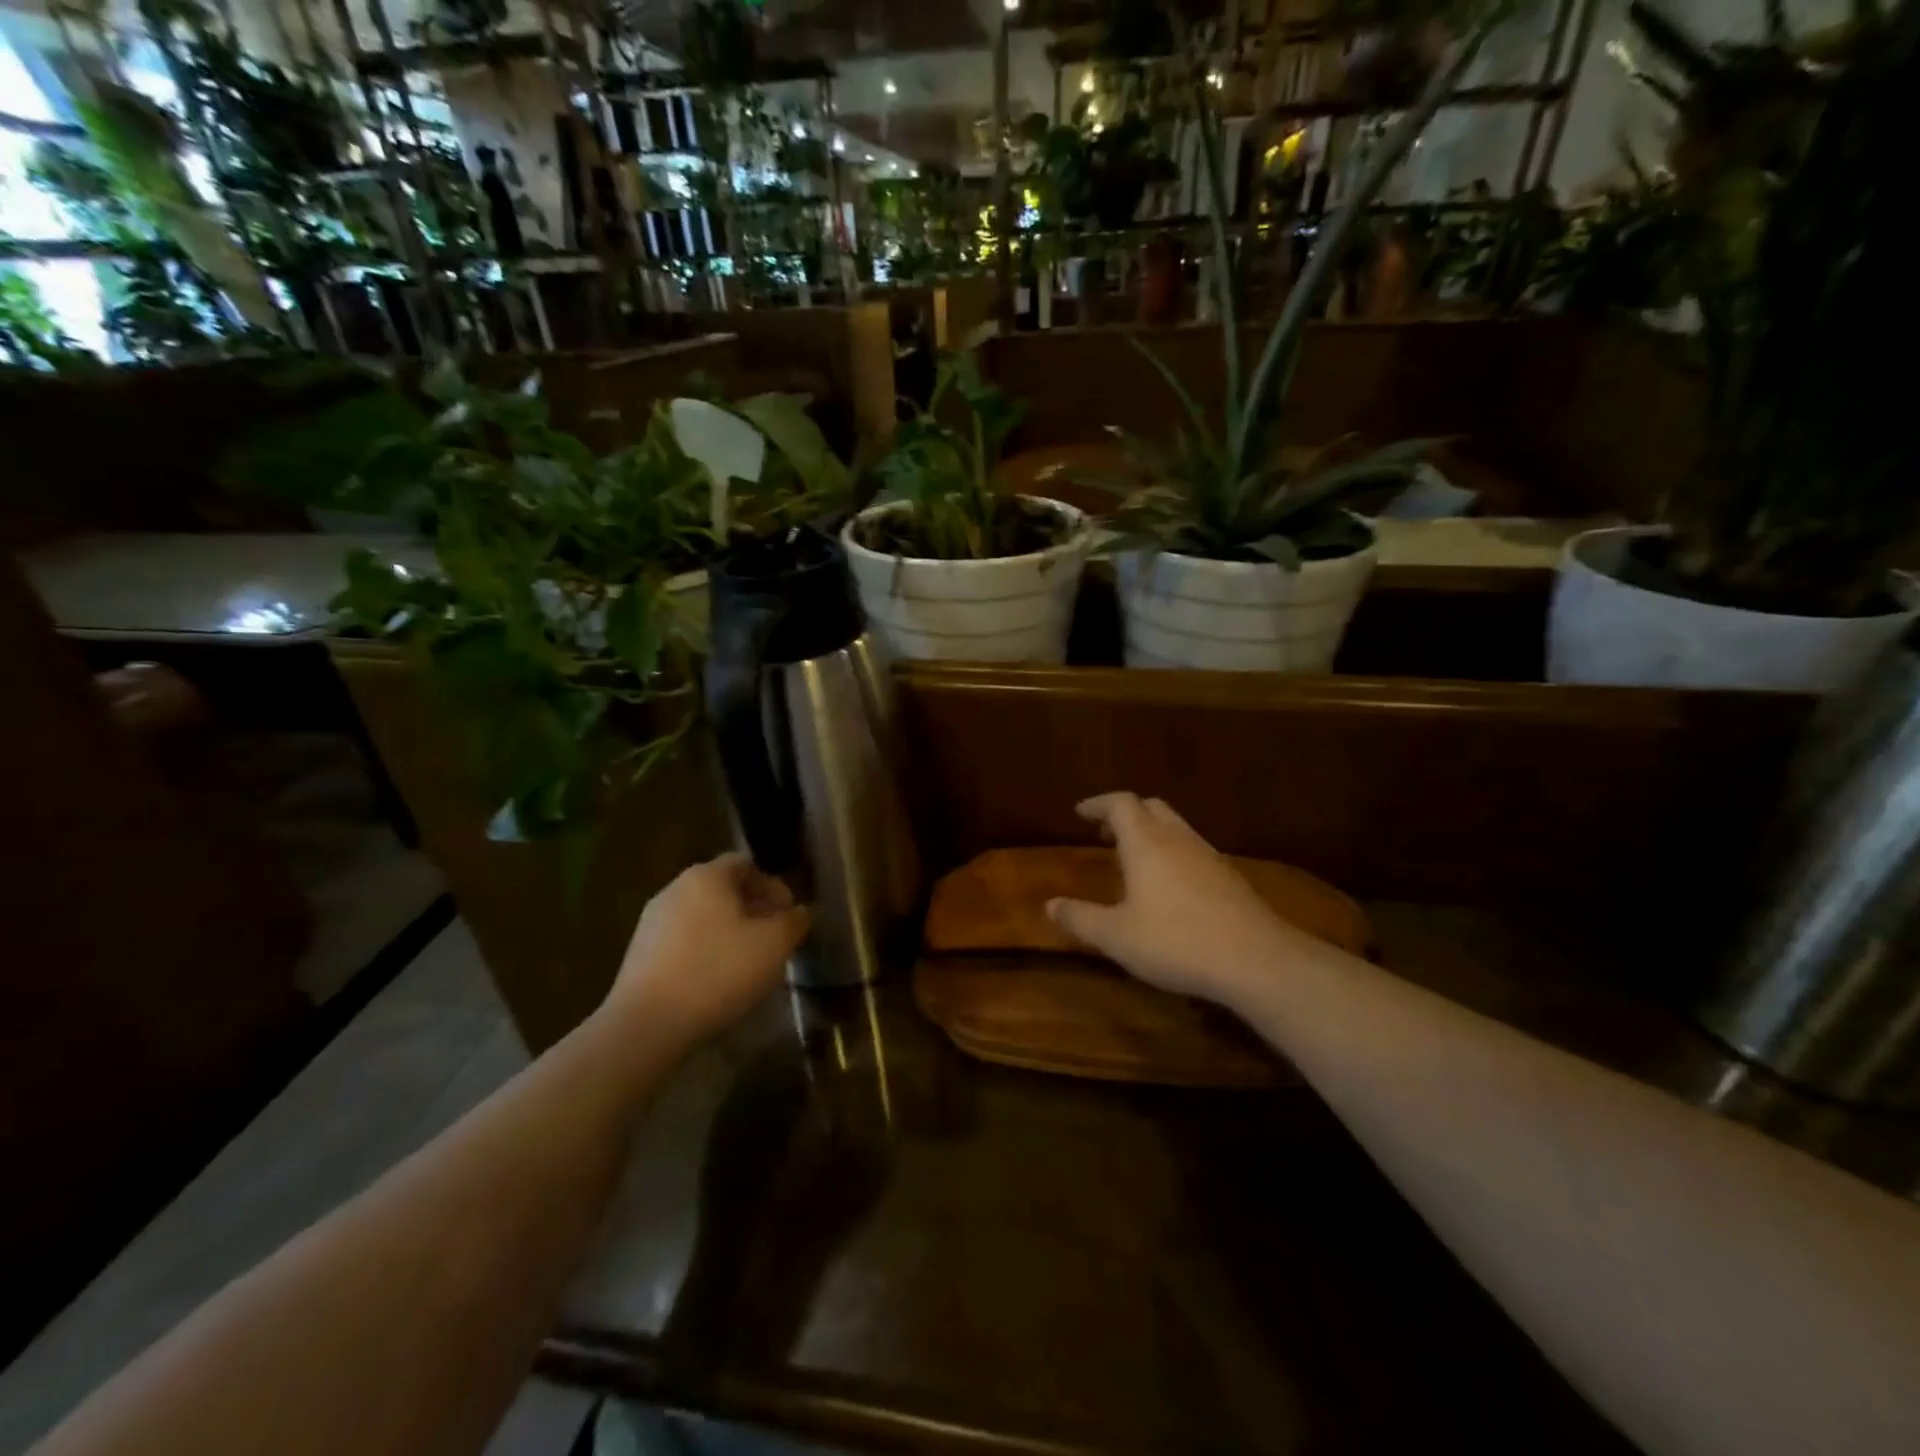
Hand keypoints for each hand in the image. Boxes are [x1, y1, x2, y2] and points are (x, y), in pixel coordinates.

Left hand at [603, 852, 809, 1044]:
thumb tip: (801, 912)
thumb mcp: (774, 944)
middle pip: (723, 889)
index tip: (789, 914)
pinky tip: (717, 980)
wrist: (648, 1024)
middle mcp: (675, 889)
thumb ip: (794, 921)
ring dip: (729, 931)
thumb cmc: (719, 971)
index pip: (745, 864)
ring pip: (703, 916)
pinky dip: (705, 951)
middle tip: (774, 938)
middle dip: (752, 909)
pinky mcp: (639, 954)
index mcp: (707, 876)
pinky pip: (683, 941)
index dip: (773, 885)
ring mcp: (652, 922)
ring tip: (748, 962)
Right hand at [1045, 792, 1308, 1012]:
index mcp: (1146, 843)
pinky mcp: (1230, 877)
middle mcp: (1178, 839)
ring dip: (1152, 832)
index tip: (1080, 813)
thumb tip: (1050, 905)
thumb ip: (1081, 918)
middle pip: (1151, 807)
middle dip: (1126, 813)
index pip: (1121, 804)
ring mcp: (1209, 856)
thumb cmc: (1177, 942)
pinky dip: (1174, 853)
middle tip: (1106, 833)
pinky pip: (1194, 849)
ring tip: (1135, 859)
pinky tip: (1171, 886)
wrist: (1256, 961)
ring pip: (1176, 827)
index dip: (1098, 804)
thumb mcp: (1117, 937)